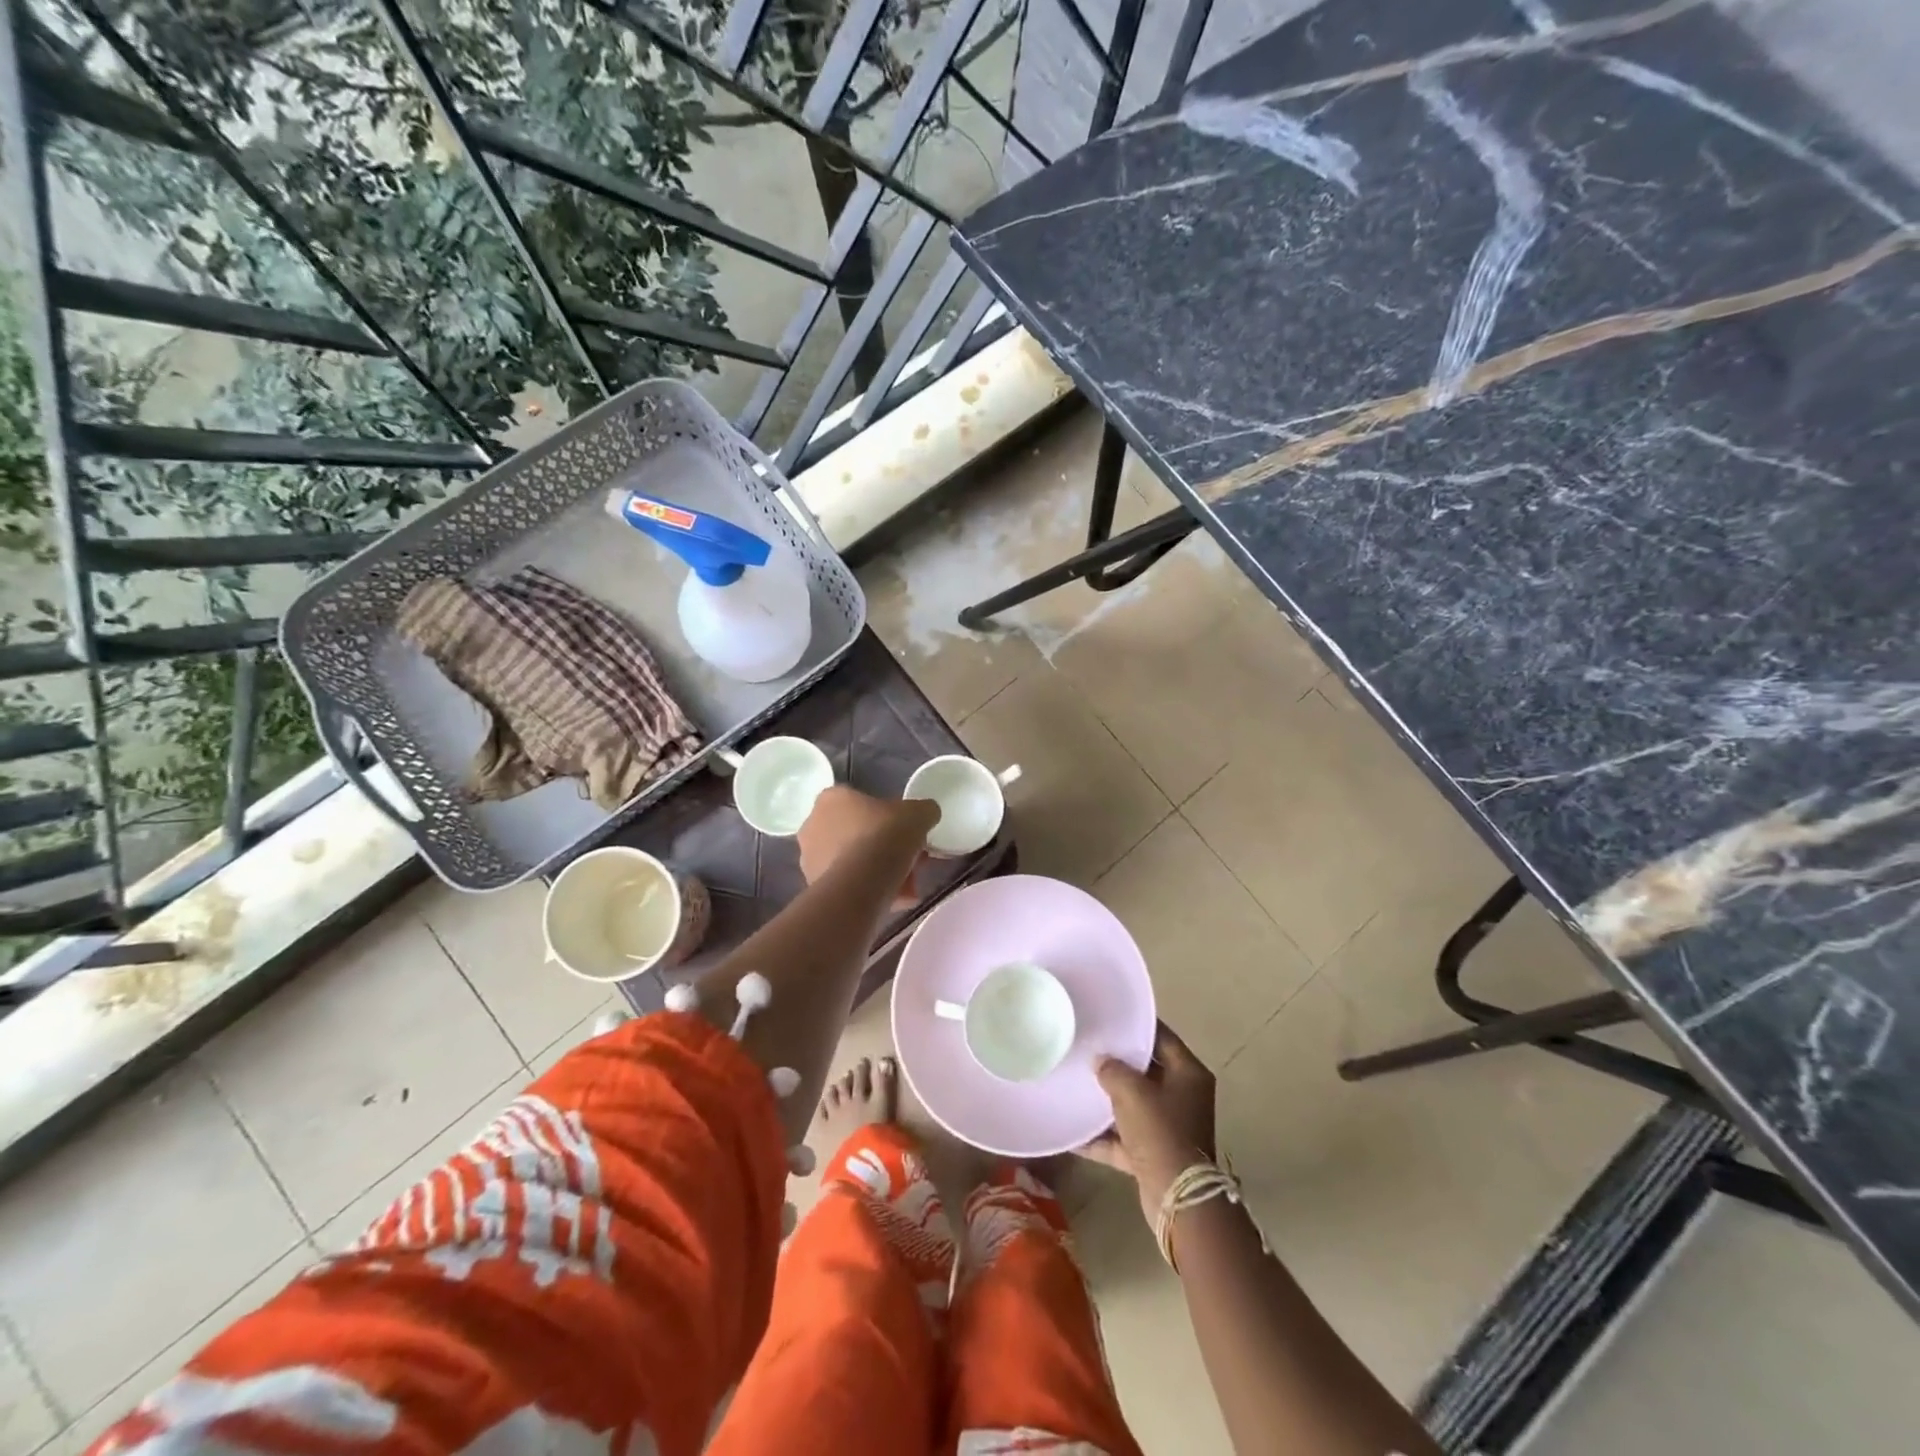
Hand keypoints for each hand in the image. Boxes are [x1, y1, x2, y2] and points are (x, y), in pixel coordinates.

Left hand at [796, 786, 935, 909]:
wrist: (863, 882)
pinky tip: (893, 898)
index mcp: (833, 798)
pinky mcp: (814, 886)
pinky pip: (848, 883)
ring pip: (852, 860)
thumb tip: (927, 814)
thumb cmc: (885, 835)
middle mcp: (813, 823)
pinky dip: (868, 889)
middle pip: (856, 832)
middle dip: (882, 846)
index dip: (887, 816)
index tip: (904, 831)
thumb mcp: (918, 813)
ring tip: (905, 884)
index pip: (860, 801)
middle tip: (908, 858)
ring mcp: (810, 857)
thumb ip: (923, 810)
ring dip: (877, 870)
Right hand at [1080, 1022, 1216, 1225]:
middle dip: (1117, 1062)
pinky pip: (1124, 1137)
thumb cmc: (1160, 1132)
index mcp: (1188, 1073)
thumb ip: (1113, 1070)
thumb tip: (1100, 1061)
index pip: (1161, 1036)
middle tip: (1088, 1046)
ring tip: (1076, 1082)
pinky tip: (1073, 1132)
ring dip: (1108, 1099)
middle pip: (1146, 1070)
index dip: (1135, 1025)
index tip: (1108, 1016)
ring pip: (1134, 1104)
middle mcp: (1183, 1096)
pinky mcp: (1154, 1153)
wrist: (1178, 1200)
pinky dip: (1102, 1136)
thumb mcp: (1133, 1092)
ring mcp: (1169, 1126)